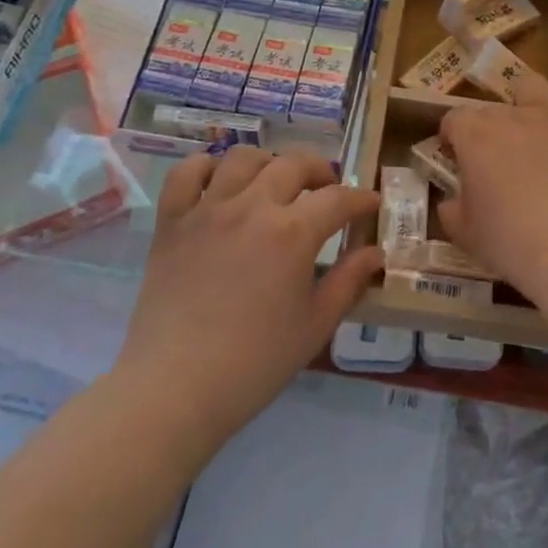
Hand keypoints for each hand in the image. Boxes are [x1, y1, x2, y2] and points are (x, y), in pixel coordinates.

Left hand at [115, 147, 383, 461]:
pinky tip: (218, 183)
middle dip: (320, 171)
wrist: (174, 389)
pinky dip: (204, 168)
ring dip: (267, 163)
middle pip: (294, 164)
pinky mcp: (172, 222)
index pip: (338, 199)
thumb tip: (374, 253)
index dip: (360, 199)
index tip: (370, 205)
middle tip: (327, 189)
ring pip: (243, 158)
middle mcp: (252, 207)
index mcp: (293, 233)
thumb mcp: (315, 326)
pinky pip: (185, 173)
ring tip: (274, 183)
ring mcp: (208, 210)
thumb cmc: (254, 363)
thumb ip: (348, 281)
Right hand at [439, 79, 547, 291]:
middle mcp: (511, 114)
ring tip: (532, 132)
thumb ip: (452, 210)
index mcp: (475, 136)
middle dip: (489, 128)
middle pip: (491, 108)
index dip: (453, 138)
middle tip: (497, 159)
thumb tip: (451, 201)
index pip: (454, 119)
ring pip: (531, 86)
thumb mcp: (466, 234)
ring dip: (526, 103)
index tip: (457, 159)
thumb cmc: (512, 241)